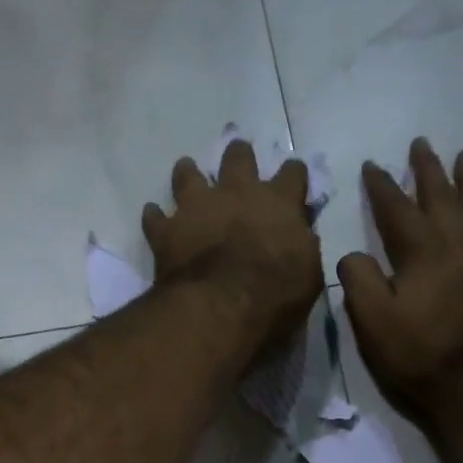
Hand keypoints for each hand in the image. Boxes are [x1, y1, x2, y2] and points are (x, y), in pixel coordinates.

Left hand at [143, 139, 323, 354]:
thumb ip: (302, 248)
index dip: (293, 174)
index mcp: (278, 202)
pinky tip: (154, 217)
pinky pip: (155, 217)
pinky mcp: (167, 230)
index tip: (293, 176)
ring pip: (188, 175)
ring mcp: (197, 207)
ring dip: (188, 173)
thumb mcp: (308, 274)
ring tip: (187, 170)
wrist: (220, 307)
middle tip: (238, 156)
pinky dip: (155, 217)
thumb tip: (298, 239)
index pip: (292, 173)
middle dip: (239, 155)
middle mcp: (236, 193)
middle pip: (238, 158)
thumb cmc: (274, 293)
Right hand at [338, 139, 462, 414]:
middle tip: (421, 144)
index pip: (396, 208)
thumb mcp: (371, 322)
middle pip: (441, 198)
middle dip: (427, 170)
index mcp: (420, 253)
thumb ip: (358, 280)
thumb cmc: (417, 355)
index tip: (373, 165)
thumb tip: (353, 255)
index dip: (381, 186)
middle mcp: (457, 245)